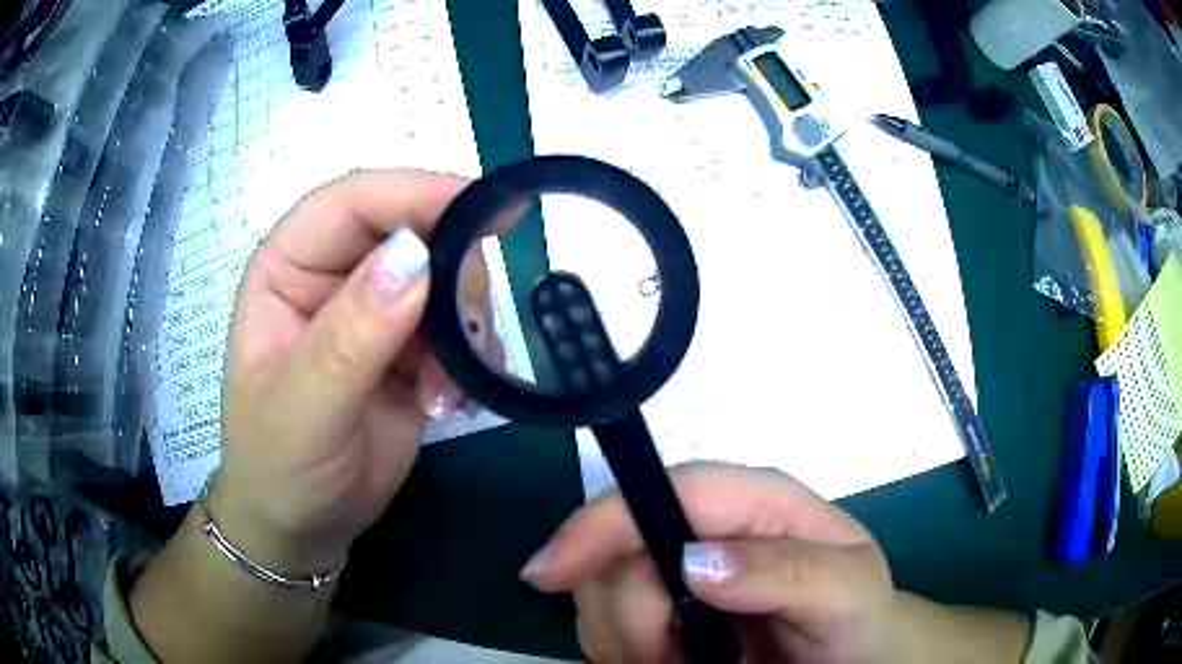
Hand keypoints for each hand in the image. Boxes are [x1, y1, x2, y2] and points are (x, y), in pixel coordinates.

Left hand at [213, 170, 500, 573]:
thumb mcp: (303, 409)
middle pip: (413, 230)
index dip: (416, 193)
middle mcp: (334, 277)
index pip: (352, 202)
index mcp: (288, 267)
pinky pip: (460, 329)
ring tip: (447, 394)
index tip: (486, 209)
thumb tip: (414, 258)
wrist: (304, 525)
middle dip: (453, 274)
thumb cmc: (277, 467)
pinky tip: (453, 404)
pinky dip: (472, 361)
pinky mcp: (410, 350)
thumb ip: (349, 337)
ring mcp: (376, 312)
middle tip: (470, 333)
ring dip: (464, 330)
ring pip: (446, 280)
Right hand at [522, 464, 894, 663]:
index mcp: (752, 504)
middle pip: (617, 553)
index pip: (663, 490)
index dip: (600, 524)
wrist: (852, 656)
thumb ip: (786, 571)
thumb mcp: (847, 592)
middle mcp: (705, 531)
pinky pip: (606, 629)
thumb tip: (692, 561)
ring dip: (623, 641)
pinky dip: (621, 654)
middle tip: (669, 660)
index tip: (548, 575)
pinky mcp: (663, 614)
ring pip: (601, 595)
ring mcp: (679, 576)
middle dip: (627, 616)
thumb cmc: (858, 618)